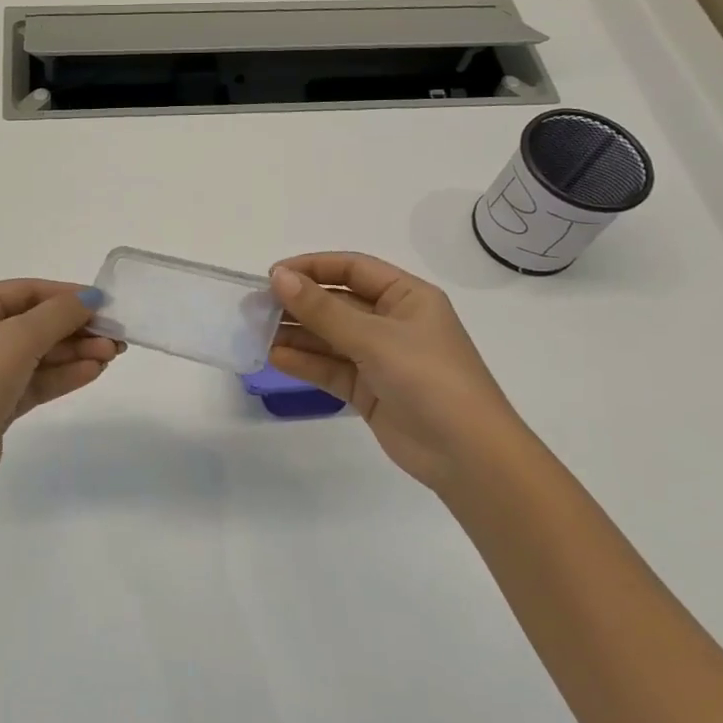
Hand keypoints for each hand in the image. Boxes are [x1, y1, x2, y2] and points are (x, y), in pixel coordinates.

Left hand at [0, 280, 121, 495]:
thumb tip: (91, 296)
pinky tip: (93, 372)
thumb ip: (58, 314)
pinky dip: (64, 375)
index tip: (106, 303)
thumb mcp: (18, 338)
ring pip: (40, 354)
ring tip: (112, 356)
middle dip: (77, 328)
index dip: (67, 294)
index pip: (28, 291)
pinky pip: (37, 380)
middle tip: (116, 337)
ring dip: (75, 352)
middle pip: (37, 323)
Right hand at [268, 252, 523, 496]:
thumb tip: (279, 278)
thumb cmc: (429, 378)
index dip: (313, 267)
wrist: (467, 455)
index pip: (353, 269)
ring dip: (296, 333)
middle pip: (338, 303)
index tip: (273, 276)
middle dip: (299, 303)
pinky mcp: (369, 390)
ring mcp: (380, 358)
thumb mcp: (375, 337)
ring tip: (256, 332)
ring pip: (330, 337)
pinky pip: (331, 368)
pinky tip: (275, 357)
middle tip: (255, 306)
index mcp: (407, 297)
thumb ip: (323, 309)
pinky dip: (305, 362)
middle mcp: (393, 322)